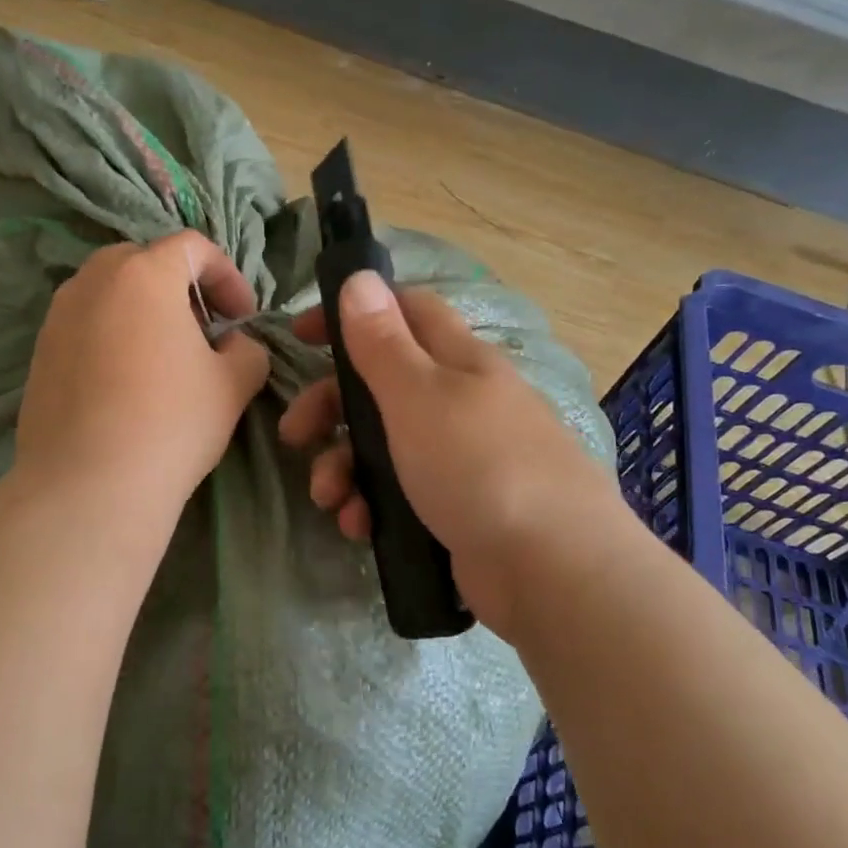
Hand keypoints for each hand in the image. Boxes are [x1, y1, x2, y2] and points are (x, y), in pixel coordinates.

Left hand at [15, 232, 270, 514]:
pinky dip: (111, 336)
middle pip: (143, 261)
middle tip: (202, 331)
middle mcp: (93, 281)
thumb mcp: (233, 385)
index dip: (227, 275)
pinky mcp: (39, 353)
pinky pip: (84, 326)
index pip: (192, 246)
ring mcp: (57, 316)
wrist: (89, 486)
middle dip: (180, 288)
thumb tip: (233, 344)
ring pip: (108, 293)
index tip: (241, 318)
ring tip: (163, 358)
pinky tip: (125, 384)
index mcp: (144, 274)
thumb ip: (246, 349)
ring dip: (142, 311)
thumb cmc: (172, 423)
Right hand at [279, 271, 618, 637]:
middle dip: (332, 406)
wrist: (552, 569)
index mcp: (460, 361)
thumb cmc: (478, 466)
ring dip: (345, 466)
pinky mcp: (458, 508)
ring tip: (329, 499)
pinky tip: (360, 527)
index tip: (302, 335)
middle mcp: (462, 402)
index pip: (405, 311)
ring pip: (385, 445)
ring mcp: (462, 458)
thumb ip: (383, 341)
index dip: (353, 313)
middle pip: (382, 385)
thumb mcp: (419, 396)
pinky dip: (373, 504)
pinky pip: (400, 493)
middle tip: (295, 434)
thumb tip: (359, 278)